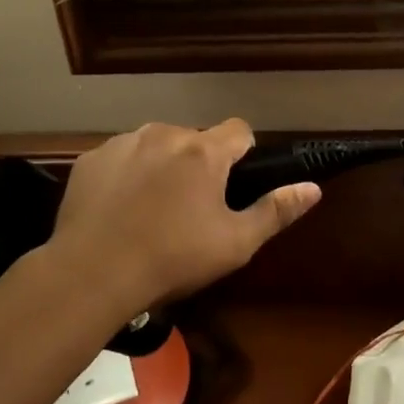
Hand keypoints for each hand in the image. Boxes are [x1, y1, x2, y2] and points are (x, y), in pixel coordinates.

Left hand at [50, 120, 320, 309]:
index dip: (242, 156)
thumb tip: (313, 187)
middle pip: (195, 139)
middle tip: (192, 209)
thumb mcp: (235, 243)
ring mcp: (123, 142)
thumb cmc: (172, 259)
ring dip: (162, 166)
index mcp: (203, 151)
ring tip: (152, 211)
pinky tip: (119, 210)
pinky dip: (127, 175)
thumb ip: (276, 210)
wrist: (91, 274)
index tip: (233, 187)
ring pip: (156, 145)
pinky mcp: (91, 159)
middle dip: (199, 165)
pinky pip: (121, 157)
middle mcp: (164, 133)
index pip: (240, 130)